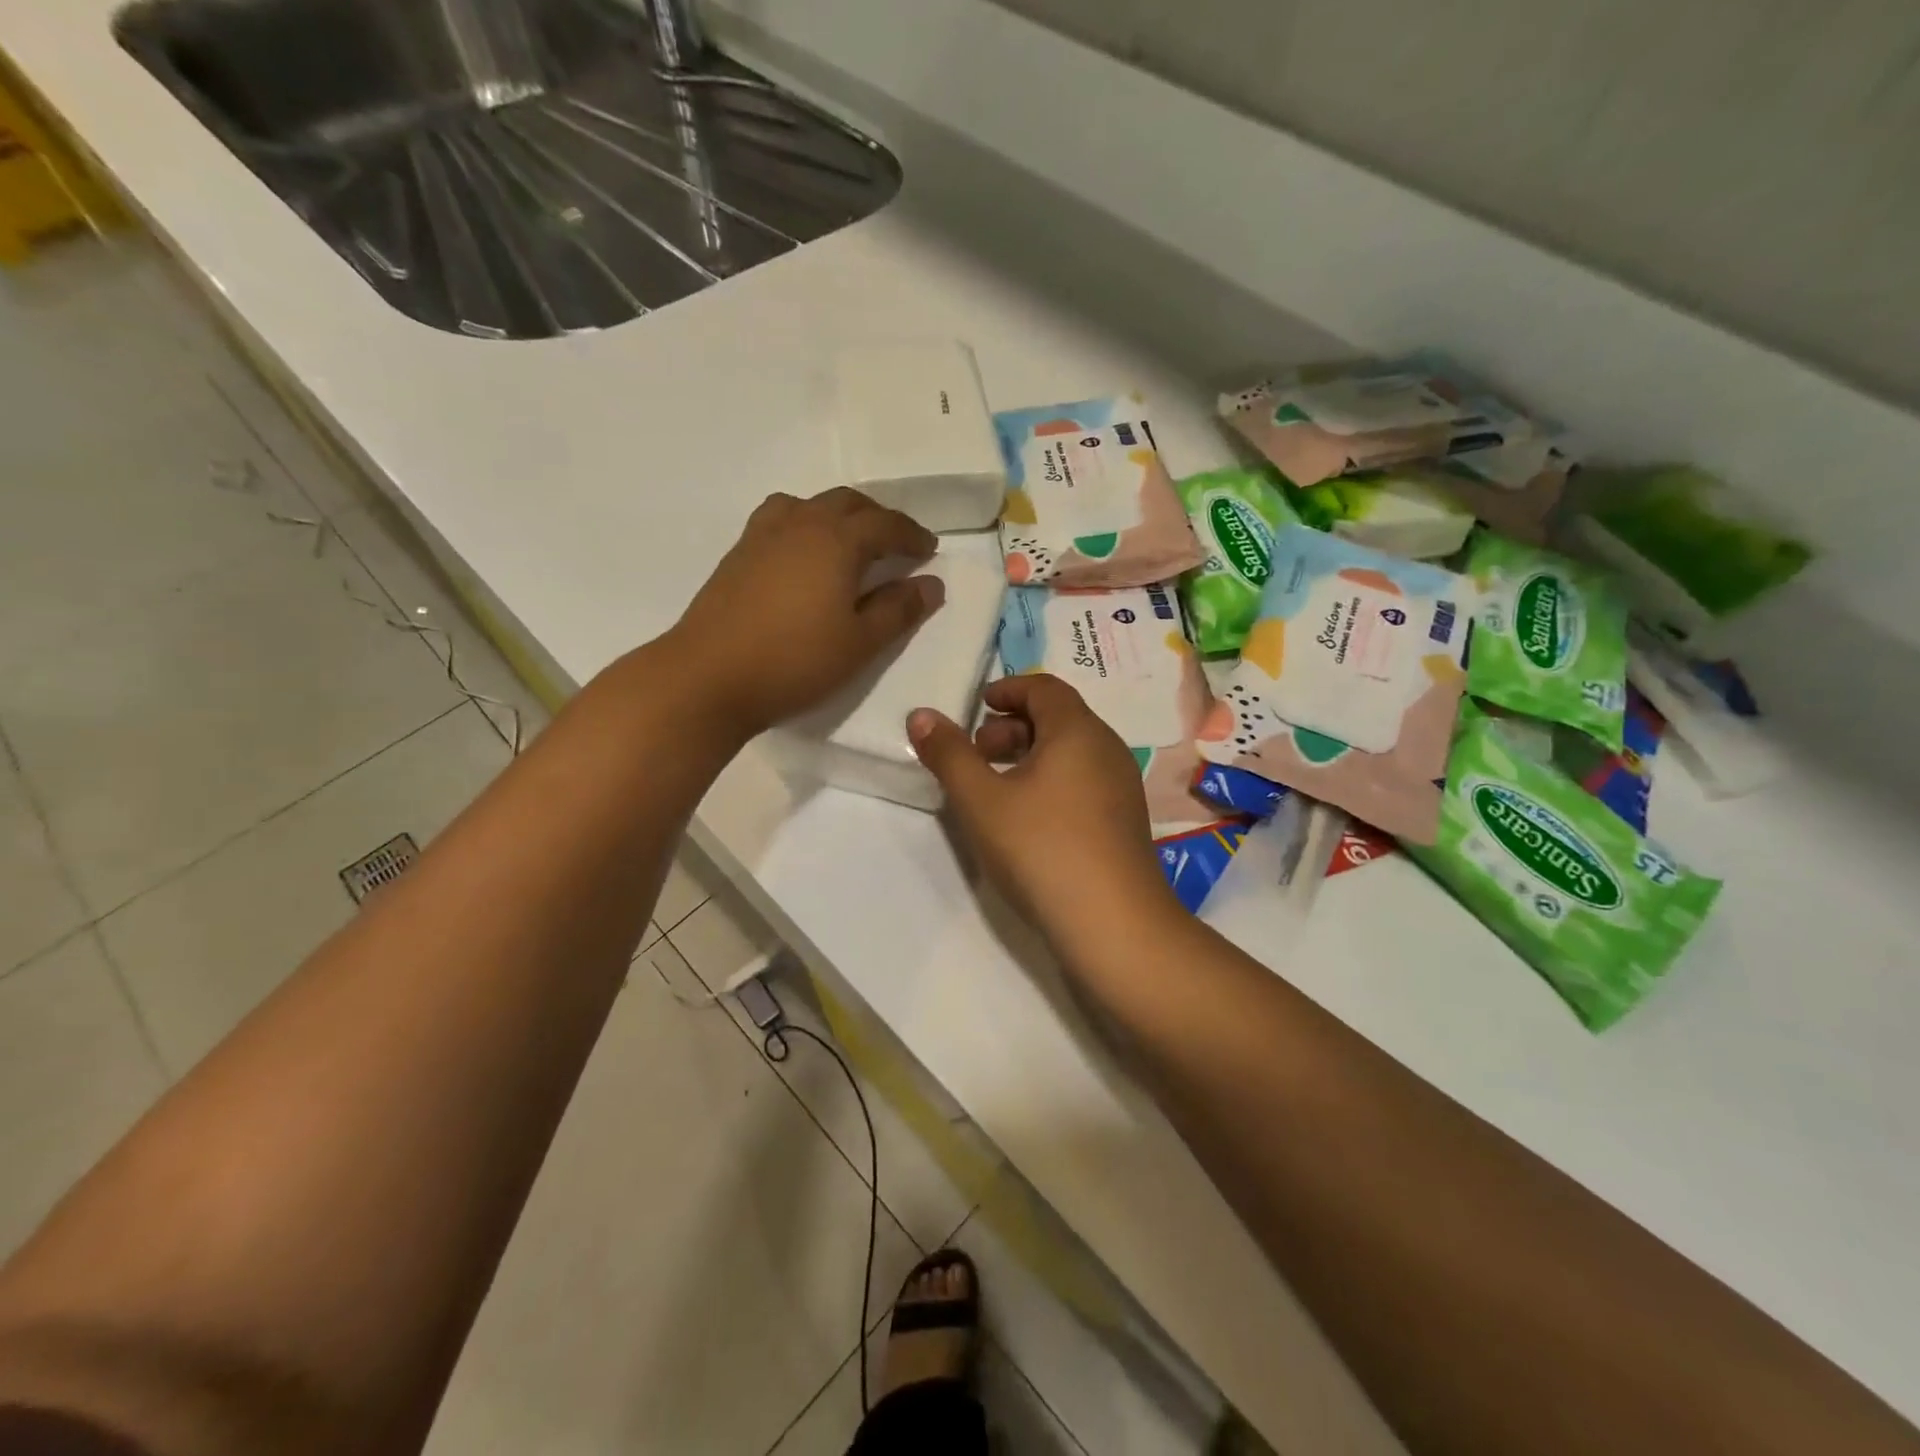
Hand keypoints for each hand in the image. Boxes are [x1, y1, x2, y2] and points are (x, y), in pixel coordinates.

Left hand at [669, 489, 942, 737]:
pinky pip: (781, 519)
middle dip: (878, 518)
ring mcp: (763, 535)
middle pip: (848, 503)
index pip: (885, 524)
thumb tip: (932, 584)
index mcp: (836, 540)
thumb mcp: (860, 643)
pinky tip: (803, 555)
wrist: (709, 677)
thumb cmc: (795, 661)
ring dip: (838, 515)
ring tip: (849, 542)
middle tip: (897, 544)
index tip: (929, 550)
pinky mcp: (738, 554)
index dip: (912, 535)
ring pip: (810, 504)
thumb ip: (899, 610)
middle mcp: (800, 523)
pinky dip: (805, 524)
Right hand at [908, 675, 1182, 964]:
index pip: (1044, 688)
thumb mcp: (981, 800)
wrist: (1113, 924)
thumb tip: (920, 714)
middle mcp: (1107, 749)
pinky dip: (1051, 781)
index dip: (1008, 689)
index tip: (978, 706)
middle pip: (1058, 718)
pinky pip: (1083, 781)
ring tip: (995, 789)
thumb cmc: (1041, 849)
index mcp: (1078, 731)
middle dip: (1012, 726)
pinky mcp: (1124, 821)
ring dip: (1030, 756)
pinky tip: (1028, 820)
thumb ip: (948, 754)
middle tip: (977, 753)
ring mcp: (1121, 786)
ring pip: (1071, 753)